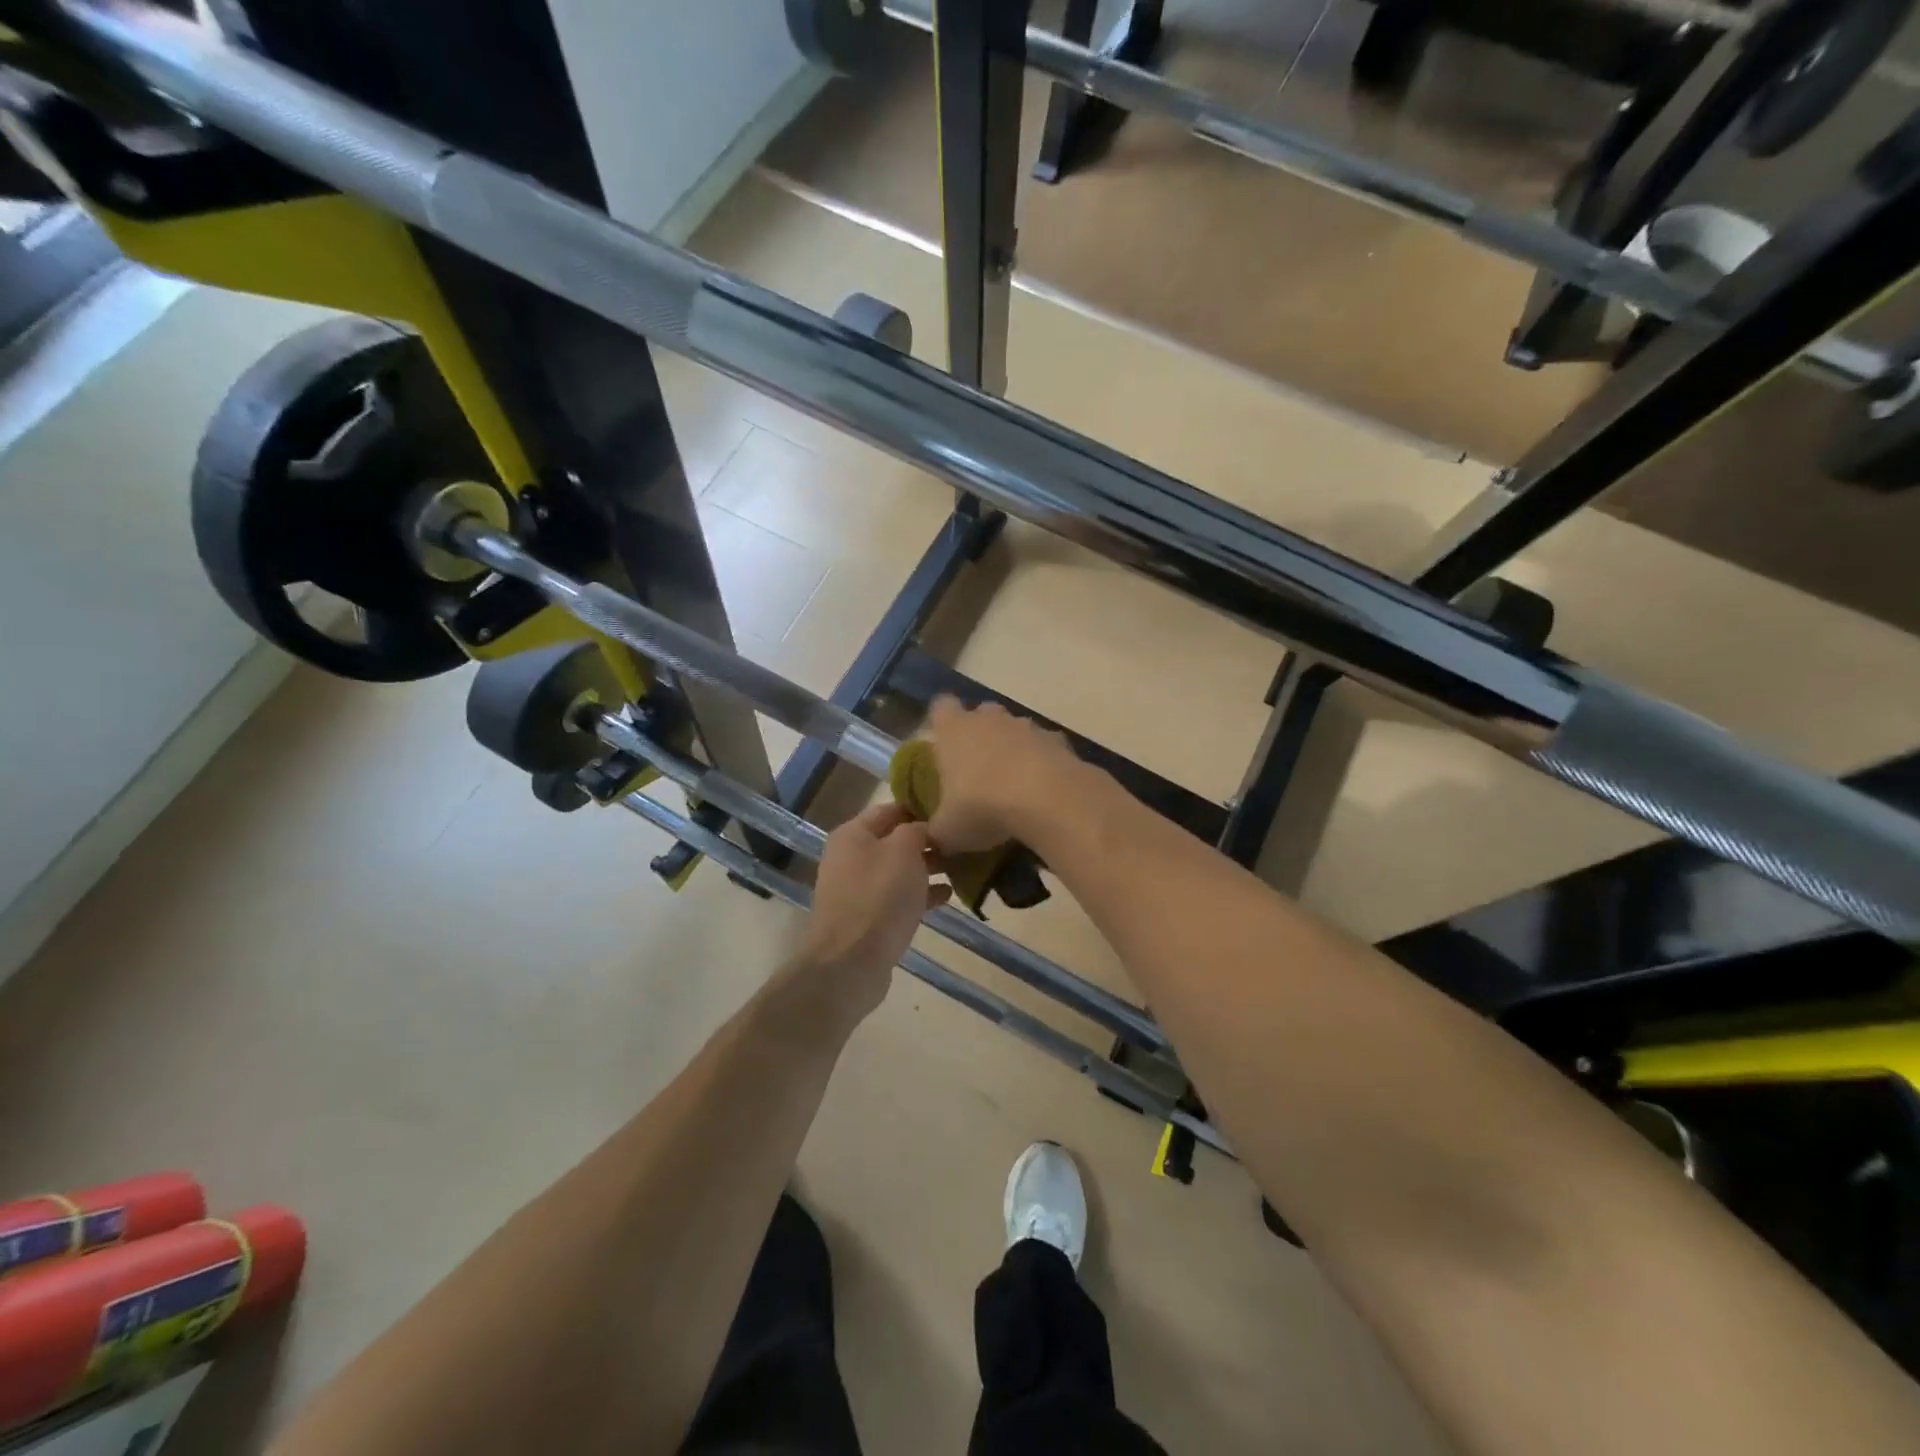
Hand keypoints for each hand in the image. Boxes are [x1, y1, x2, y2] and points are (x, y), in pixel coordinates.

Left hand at [795, 801, 949, 1024]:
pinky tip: (948, 895)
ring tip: (962, 867)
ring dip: (928, 868)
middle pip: (895, 840)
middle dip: (928, 840)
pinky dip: (921, 894)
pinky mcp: (869, 918)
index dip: (920, 807)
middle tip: (963, 841)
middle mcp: (851, 857)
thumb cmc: (879, 896)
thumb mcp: (903, 851)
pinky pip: (899, 897)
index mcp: (853, 834)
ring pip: (899, 870)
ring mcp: (858, 889)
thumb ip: (916, 830)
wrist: (851, 962)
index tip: (951, 810)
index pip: (890, 808)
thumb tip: (924, 826)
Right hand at [925, 696, 1085, 854]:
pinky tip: (1043, 791)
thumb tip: (930, 840)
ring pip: (1015, 729)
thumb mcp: (947, 831)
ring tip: (1014, 785)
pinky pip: (1045, 747)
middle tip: (978, 769)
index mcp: (954, 730)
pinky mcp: (1058, 739)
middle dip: (980, 735)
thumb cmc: (981, 807)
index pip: (941, 707)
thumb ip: (936, 831)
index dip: (942, 722)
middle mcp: (989, 718)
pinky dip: (1043, 763)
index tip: (943, 744)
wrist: (1045, 799)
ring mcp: (1026, 726)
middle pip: (982, 714)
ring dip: (1014, 749)